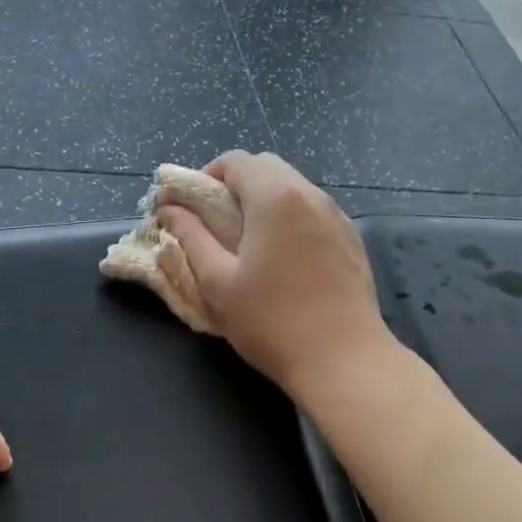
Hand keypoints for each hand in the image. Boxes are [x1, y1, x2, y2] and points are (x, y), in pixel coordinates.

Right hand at [155, 151, 391, 396]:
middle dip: (234, 186)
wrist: (344, 360)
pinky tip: (281, 258)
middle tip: (214, 224)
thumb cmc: (271, 322)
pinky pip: (312, 211)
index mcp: (275, 197)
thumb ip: (191, 238)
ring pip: (292, 188)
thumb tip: (170, 210)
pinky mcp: (351, 239)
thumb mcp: (218, 283)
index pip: (235, 161)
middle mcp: (310, 195)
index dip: (205, 177)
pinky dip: (289, 218)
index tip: (190, 209)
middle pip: (266, 167)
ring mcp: (336, 216)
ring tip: (246, 242)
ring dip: (263, 201)